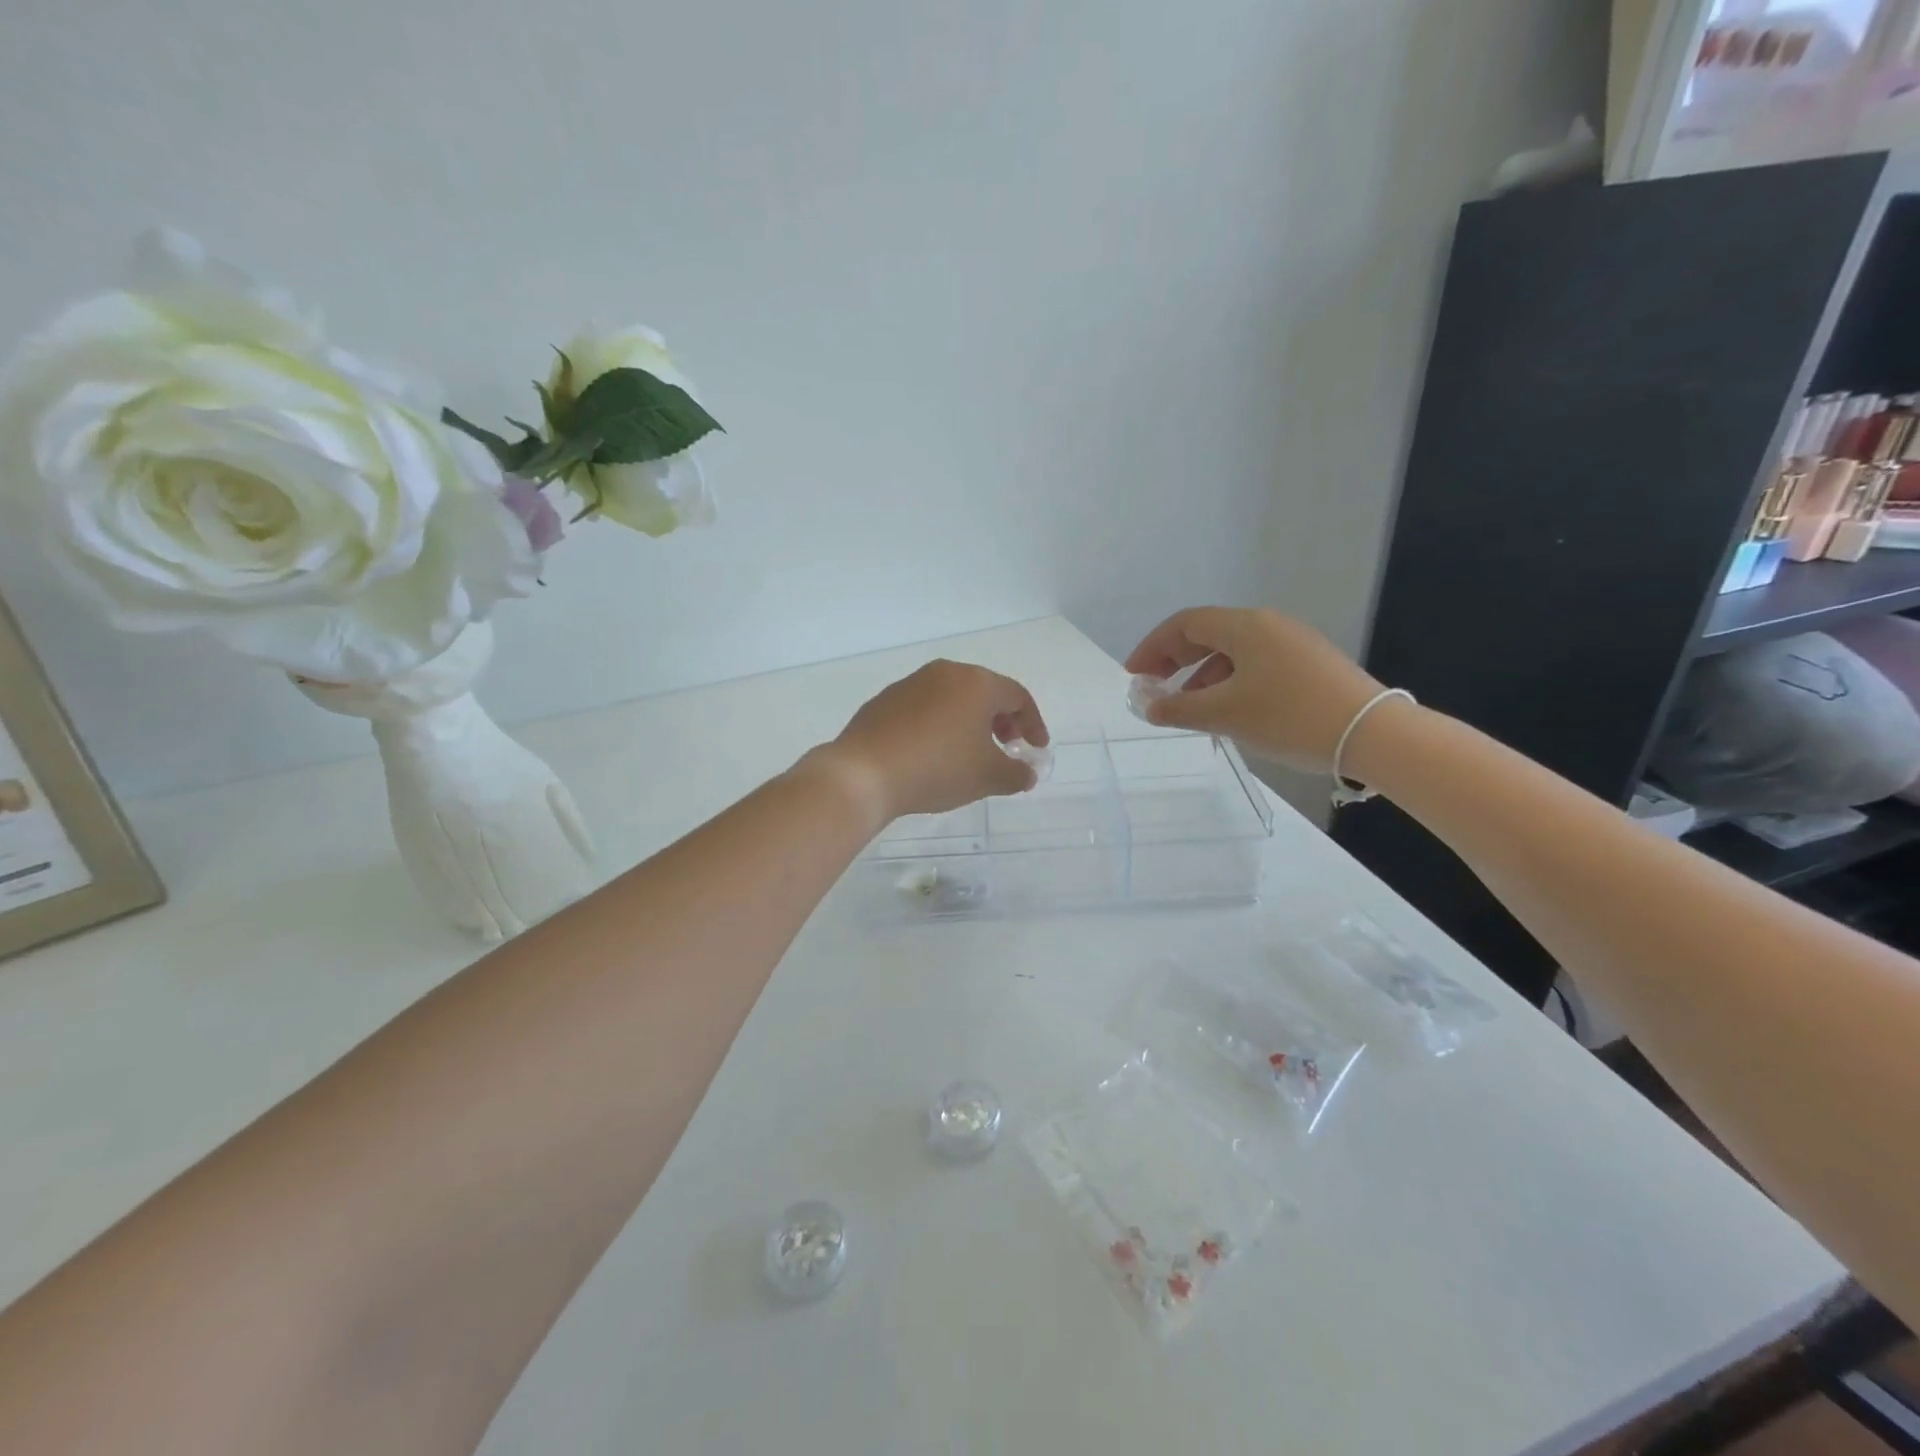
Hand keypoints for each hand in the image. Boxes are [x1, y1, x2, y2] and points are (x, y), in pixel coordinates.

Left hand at [814, 660, 1049, 821]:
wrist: (864, 774)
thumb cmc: (937, 768)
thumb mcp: (987, 777)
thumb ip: (1016, 774)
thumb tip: (1027, 773)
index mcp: (976, 683)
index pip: (1018, 696)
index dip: (1033, 723)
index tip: (1035, 749)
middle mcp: (945, 673)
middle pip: (985, 692)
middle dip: (1002, 721)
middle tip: (1005, 748)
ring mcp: (911, 684)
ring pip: (953, 699)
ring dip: (969, 723)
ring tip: (969, 754)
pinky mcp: (885, 701)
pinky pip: (925, 709)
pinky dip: (939, 725)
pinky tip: (932, 755)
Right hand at [1125, 607, 1388, 771]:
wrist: (1373, 735)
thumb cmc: (1290, 717)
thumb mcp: (1226, 715)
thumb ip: (1179, 709)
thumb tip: (1150, 707)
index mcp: (1245, 626)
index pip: (1184, 624)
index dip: (1152, 648)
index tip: (1134, 676)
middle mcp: (1268, 625)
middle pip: (1207, 634)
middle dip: (1174, 661)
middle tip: (1154, 690)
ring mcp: (1292, 644)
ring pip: (1232, 653)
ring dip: (1201, 678)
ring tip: (1189, 711)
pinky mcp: (1309, 665)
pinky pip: (1255, 666)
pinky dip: (1229, 684)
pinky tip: (1228, 713)